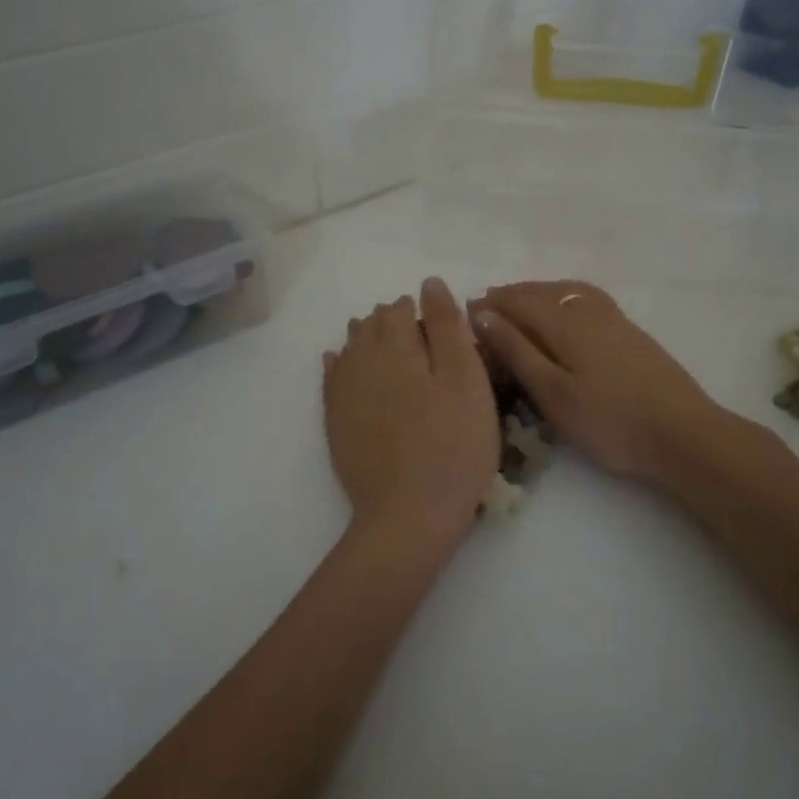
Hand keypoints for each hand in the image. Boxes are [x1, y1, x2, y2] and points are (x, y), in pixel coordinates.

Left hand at [323, 278, 499, 541]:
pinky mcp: (335, 422)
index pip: (400, 309)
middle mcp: (361, 361)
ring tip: (388, 350)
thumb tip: (429, 284)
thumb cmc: (452, 445)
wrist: (409, 513)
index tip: (437, 325)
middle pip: (371, 325)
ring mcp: (343, 393)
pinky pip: (332, 379)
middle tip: (418, 338)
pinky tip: (344, 365)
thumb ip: (447, 328)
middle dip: (391, 322)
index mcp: (397, 347)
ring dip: (367, 340)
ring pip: (350, 348)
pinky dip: (341, 365)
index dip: (418, 310)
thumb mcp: (466, 381)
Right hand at [470, 280, 721, 484]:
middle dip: (510, 295)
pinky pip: (586, 298)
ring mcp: (614, 319)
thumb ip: (517, 351)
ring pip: (566, 291)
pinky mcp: (631, 332)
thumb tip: (483, 314)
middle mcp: (587, 310)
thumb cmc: (609, 422)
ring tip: (519, 302)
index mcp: (564, 323)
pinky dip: (563, 295)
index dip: (490, 305)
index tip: (463, 312)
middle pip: (541, 291)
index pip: (517, 302)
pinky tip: (565, 311)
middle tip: (484, 306)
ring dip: (537, 292)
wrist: (683, 434)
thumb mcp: (552, 393)